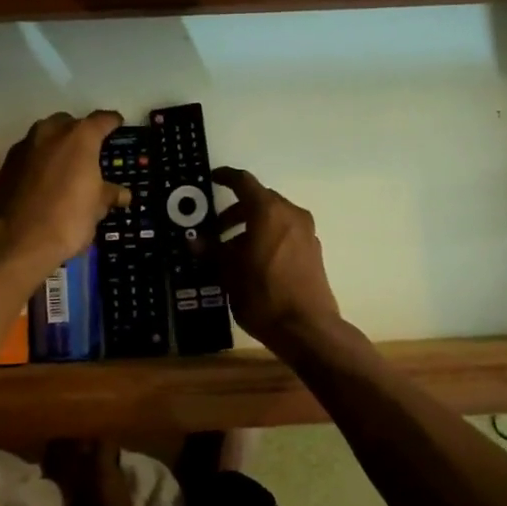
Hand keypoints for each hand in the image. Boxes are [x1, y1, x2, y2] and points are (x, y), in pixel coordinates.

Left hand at [0, 111, 131, 276]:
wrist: (16, 239)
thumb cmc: (67, 218)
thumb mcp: (96, 208)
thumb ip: (109, 194)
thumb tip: (123, 194)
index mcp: (80, 137)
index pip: (102, 120)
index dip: (112, 122)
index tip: (117, 124)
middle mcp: (51, 132)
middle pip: (70, 123)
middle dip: (80, 133)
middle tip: (90, 151)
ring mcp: (26, 145)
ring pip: (46, 135)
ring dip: (57, 144)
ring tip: (66, 165)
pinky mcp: (8, 162)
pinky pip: (30, 152)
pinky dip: (40, 160)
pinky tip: (44, 179)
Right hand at [212, 167, 343, 354]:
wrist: (307, 328)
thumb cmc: (263, 294)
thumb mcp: (229, 272)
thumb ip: (211, 251)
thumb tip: (194, 241)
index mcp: (268, 211)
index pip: (244, 182)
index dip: (226, 177)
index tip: (213, 178)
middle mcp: (291, 214)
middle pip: (260, 200)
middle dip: (235, 212)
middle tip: (215, 230)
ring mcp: (306, 233)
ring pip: (273, 218)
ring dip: (251, 227)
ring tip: (231, 252)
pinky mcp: (313, 251)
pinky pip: (285, 234)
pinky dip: (267, 238)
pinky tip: (253, 262)